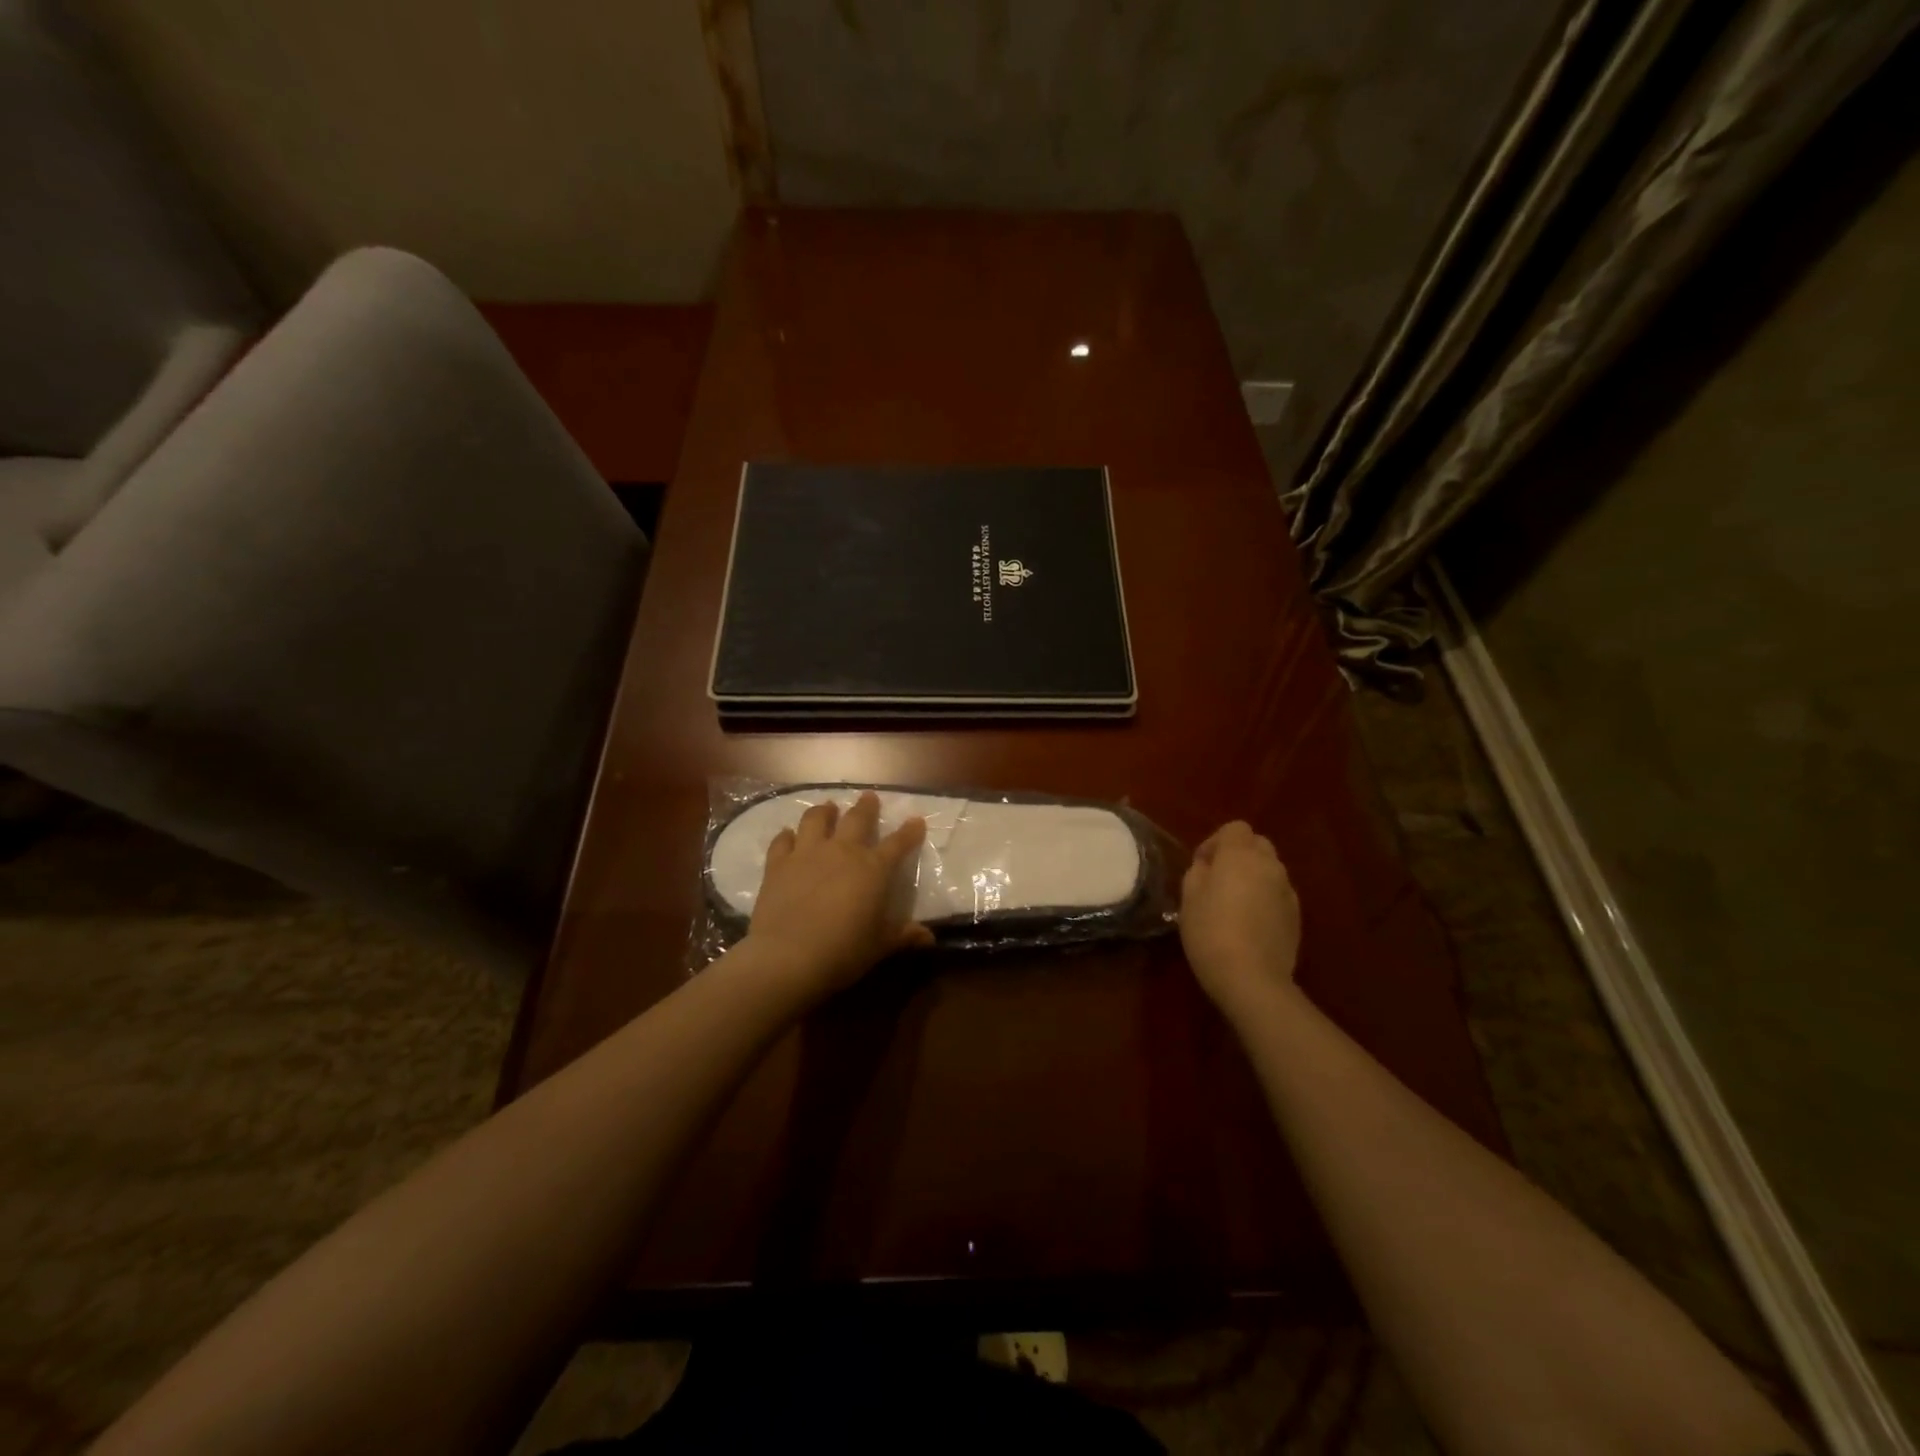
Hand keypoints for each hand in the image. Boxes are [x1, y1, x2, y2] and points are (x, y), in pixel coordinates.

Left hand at [745, 791, 933, 1002]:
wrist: (788, 957)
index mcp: (873, 869)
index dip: (910, 832)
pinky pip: (782, 841)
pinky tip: (788, 835)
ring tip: (828, 807)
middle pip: (857, 819)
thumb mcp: (880, 946)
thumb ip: (904, 936)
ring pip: (816, 819)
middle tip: (869, 797)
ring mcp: (807, 854)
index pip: (898, 843)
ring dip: (824, 811)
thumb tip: (929, 938)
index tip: (916, 821)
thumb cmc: (843, 952)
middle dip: (866, 807)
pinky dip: (787, 836)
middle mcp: (842, 852)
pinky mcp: (778, 864)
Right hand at [1180, 821, 1302, 1023]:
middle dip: (1238, 856)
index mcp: (1241, 855)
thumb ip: (1199, 871)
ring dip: (1253, 878)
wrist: (1252, 978)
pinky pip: (1278, 895)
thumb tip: (1209, 866)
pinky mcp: (1297, 916)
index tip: (1202, 866)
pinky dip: (1265, 899)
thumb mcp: (1188, 897)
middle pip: (1257, 845)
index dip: (1216, 842)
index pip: (1235, 828)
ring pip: (1270, 870)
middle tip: (1218, 881)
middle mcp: (1270, 865)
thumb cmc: (1211, 931)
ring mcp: (1288, 891)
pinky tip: (1250, 924)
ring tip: (1234, 905)